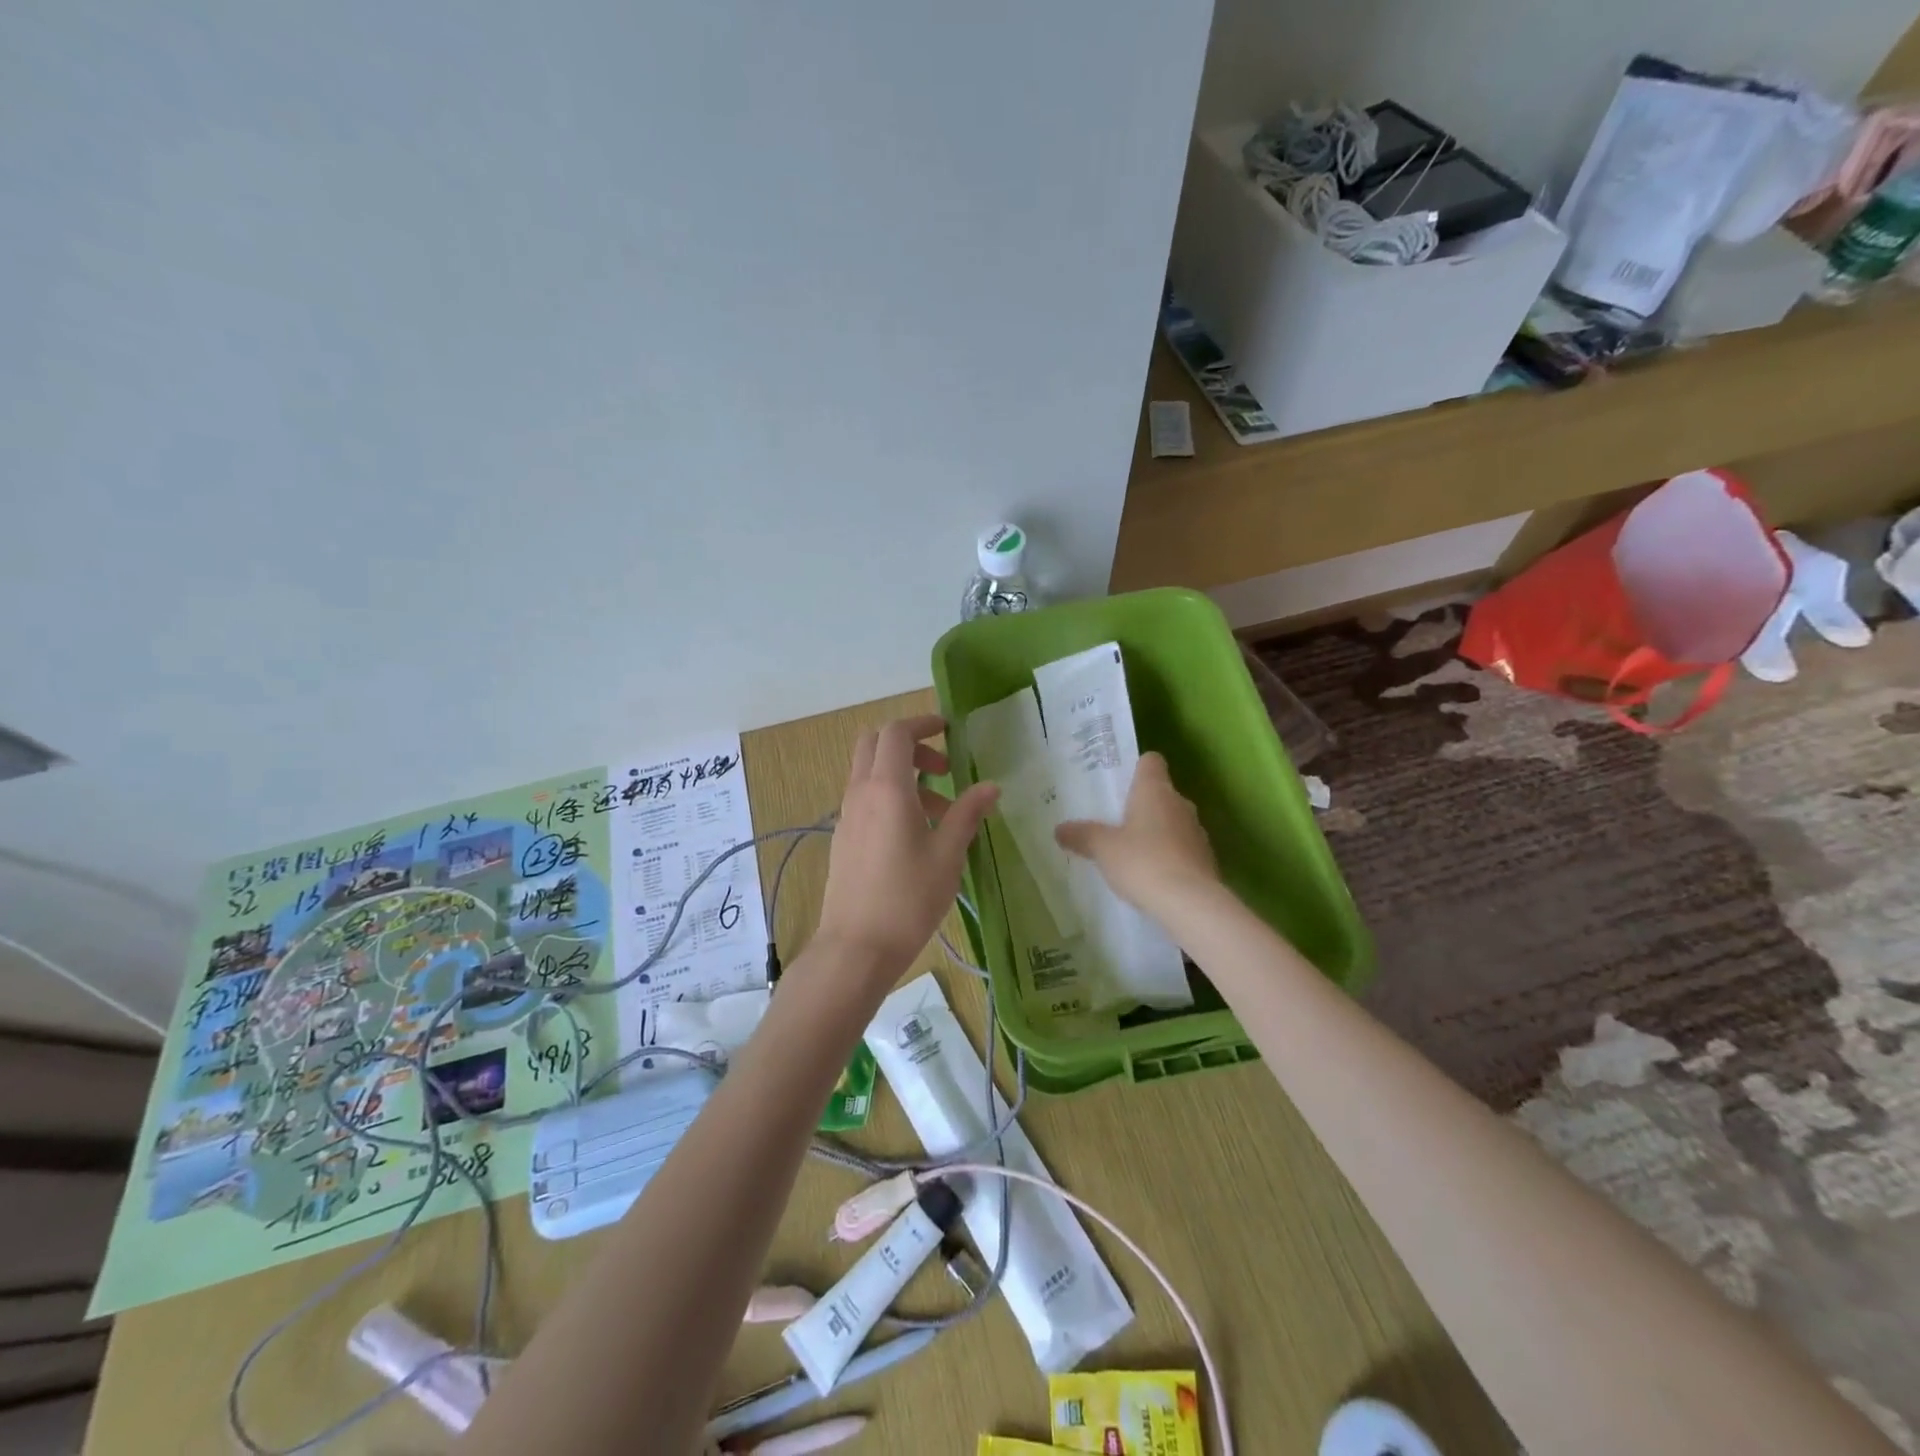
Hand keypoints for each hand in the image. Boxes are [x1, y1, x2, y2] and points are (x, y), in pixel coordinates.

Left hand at [812, 715, 998, 987]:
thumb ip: (967, 814)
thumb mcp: (948, 855)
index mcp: (887, 788)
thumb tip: (990, 787)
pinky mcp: (844, 837)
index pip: (897, 733)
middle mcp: (860, 792)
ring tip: (941, 812)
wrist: (856, 947)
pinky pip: (865, 798)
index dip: (923, 723)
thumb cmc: (908, 899)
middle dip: (910, 745)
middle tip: (943, 770)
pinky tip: (916, 835)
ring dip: (903, 775)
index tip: (949, 731)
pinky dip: (890, 797)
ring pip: (870, 772)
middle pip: (875, 744)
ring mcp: (847, 815)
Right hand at [1055, 752, 1219, 915]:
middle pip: (1160, 793)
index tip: (1118, 783)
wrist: (1192, 904)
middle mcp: (1180, 804)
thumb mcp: (1103, 849)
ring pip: (1172, 821)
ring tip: (1130, 852)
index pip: (1151, 761)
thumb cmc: (1143, 862)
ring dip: (1155, 832)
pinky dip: (1168, 856)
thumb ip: (1081, 835)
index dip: (1135, 768)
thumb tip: (1060, 829)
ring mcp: (1197, 832)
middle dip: (1140, 805)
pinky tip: (1150, 876)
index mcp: (1155, 790)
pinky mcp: (1206, 859)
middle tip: (1114, 821)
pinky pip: (1182, 848)